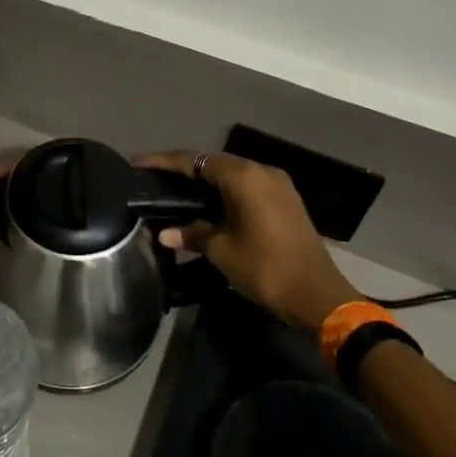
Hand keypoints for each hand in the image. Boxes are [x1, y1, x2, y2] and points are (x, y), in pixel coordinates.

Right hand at [137, 151, 360, 330]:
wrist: (318, 296)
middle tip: (153, 180)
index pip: (195, 160)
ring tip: (174, 191)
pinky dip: (224, 192)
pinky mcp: (284, 201)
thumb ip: (192, 233)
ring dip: (204, 181)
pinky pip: (246, 186)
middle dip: (183, 170)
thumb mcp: (221, 250)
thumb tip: (165, 232)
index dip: (164, 161)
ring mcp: (277, 185)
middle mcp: (261, 171)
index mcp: (244, 176)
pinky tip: (205, 205)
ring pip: (231, 174)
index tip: (137, 163)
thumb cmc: (265, 268)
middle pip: (214, 163)